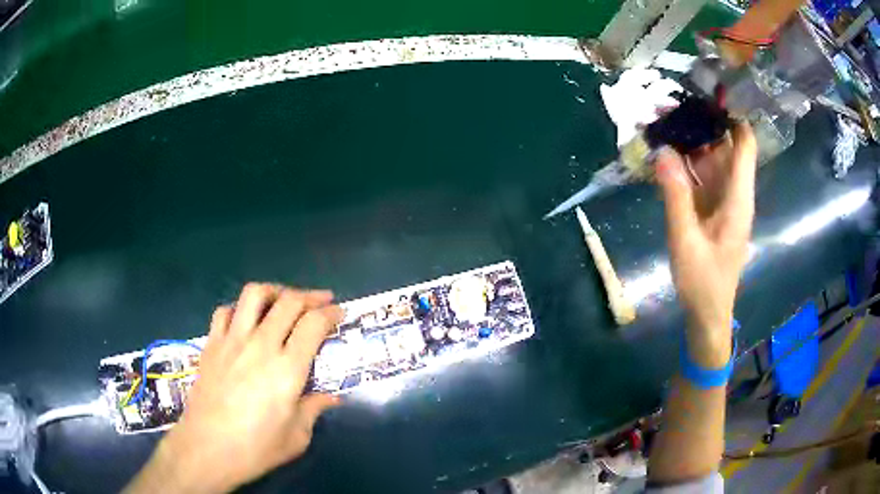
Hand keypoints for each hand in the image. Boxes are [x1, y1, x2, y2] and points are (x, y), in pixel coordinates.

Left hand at [125, 284, 343, 493]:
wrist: (208, 448)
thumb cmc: (256, 448)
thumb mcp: (296, 437)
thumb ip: (314, 410)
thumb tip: (332, 398)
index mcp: (288, 370)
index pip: (313, 324)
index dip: (330, 313)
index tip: (339, 313)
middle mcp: (261, 346)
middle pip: (289, 302)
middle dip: (310, 296)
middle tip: (321, 301)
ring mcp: (232, 341)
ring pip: (254, 295)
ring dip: (274, 291)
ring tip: (283, 300)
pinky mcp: (211, 344)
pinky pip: (225, 311)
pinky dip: (239, 308)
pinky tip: (245, 320)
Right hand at [655, 122, 756, 366]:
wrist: (708, 314)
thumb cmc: (703, 283)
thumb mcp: (685, 241)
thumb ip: (675, 196)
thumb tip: (662, 151)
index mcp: (738, 198)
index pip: (744, 144)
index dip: (733, 115)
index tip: (707, 91)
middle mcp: (734, 192)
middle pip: (724, 146)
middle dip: (700, 122)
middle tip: (666, 104)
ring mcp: (723, 200)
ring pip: (711, 159)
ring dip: (689, 141)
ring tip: (660, 121)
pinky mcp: (712, 208)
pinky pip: (701, 176)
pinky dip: (684, 163)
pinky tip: (664, 154)